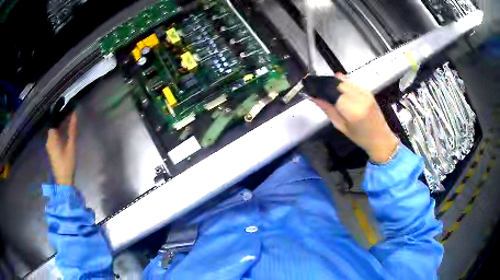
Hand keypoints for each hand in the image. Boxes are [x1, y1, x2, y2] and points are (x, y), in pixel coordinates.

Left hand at [46, 113, 77, 184]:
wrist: (63, 181)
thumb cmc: (67, 163)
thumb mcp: (71, 146)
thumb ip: (72, 129)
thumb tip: (74, 113)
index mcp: (52, 137)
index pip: (53, 119)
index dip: (58, 109)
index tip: (63, 102)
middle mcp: (49, 139)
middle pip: (53, 124)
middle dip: (60, 116)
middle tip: (68, 109)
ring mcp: (49, 145)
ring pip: (54, 130)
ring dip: (60, 123)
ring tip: (68, 117)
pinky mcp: (51, 150)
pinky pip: (54, 136)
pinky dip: (59, 130)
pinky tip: (64, 130)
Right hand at [312, 73, 398, 162]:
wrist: (381, 138)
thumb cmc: (360, 138)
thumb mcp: (341, 127)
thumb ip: (328, 110)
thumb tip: (313, 97)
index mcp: (352, 111)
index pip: (332, 93)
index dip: (321, 90)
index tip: (312, 91)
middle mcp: (360, 98)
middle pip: (338, 84)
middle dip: (328, 86)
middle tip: (320, 91)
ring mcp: (366, 93)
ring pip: (345, 81)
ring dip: (336, 84)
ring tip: (329, 90)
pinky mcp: (369, 91)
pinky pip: (353, 83)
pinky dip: (344, 83)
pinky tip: (339, 88)